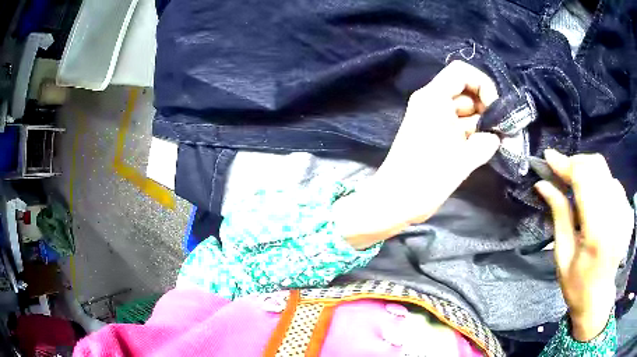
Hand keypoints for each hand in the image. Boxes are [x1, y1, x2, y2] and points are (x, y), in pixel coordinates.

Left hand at [334, 61, 501, 248]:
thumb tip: (495, 137)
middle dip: (486, 109)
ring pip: (465, 110)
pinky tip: (483, 150)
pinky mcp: (433, 134)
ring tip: (493, 144)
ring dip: (481, 124)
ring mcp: (431, 118)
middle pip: (466, 91)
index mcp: (433, 98)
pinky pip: (458, 125)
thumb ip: (485, 143)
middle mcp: (431, 102)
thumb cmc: (425, 180)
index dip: (483, 85)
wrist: (393, 202)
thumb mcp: (462, 161)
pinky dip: (472, 134)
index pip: (462, 72)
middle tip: (499, 132)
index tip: (495, 110)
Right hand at [535, 150, 633, 340]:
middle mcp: (615, 216)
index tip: (549, 158)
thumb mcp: (562, 255)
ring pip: (606, 172)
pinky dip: (601, 183)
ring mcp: (625, 213)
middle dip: (576, 163)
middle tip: (561, 173)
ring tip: (576, 186)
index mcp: (597, 233)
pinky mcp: (628, 212)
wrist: (598, 299)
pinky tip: (595, 199)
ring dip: (588, 172)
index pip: (584, 179)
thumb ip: (558, 214)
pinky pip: (614, 183)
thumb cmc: (577, 285)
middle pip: (597, 167)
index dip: (566, 164)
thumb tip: (543, 184)